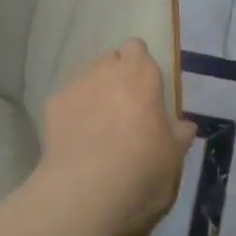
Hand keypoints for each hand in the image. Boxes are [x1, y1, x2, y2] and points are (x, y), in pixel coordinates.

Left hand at [39, 39, 194, 233]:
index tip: (145, 87)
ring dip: (94, 92)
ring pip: (86, 78)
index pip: (136, 48)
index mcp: (140, 73)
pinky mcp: (51, 105)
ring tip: (98, 125)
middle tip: (124, 107)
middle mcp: (106, 70)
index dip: (139, 64)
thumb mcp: (174, 153)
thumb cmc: (142, 163)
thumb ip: (179, 133)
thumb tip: (184, 126)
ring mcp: (75, 85)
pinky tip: (77, 138)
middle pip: (110, 60)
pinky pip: (67, 100)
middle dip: (116, 76)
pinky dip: (73, 112)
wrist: (87, 187)